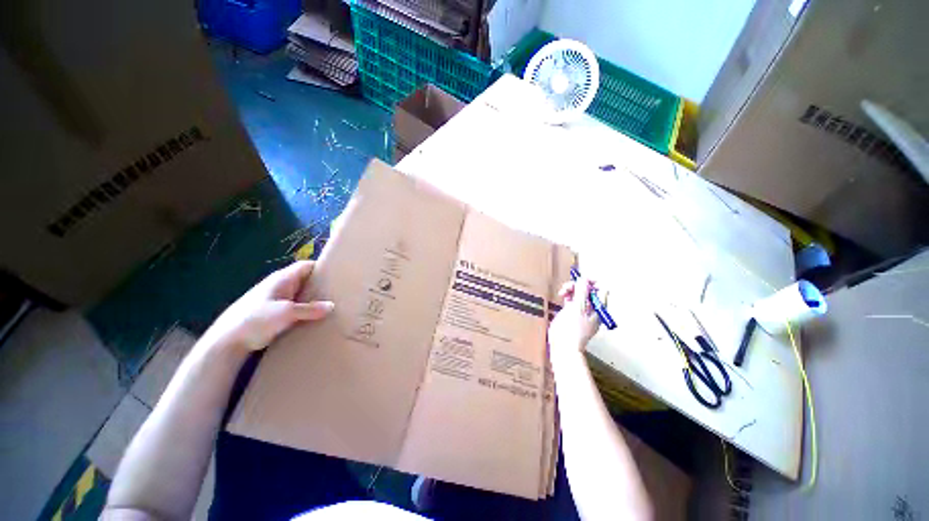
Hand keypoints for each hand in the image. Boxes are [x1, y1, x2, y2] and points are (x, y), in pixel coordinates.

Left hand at [201, 261, 333, 354]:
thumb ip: (310, 309)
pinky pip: (298, 307)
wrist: (228, 341)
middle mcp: (281, 286)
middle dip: (322, 284)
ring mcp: (278, 300)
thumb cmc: (255, 319)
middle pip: (306, 280)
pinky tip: (317, 317)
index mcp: (282, 278)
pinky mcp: (276, 313)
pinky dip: (308, 309)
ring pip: (302, 294)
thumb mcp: (286, 313)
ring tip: (334, 304)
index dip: (322, 267)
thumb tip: (332, 306)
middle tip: (341, 291)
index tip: (339, 273)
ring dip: (315, 299)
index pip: (307, 266)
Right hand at [548, 278, 601, 355]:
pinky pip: (571, 299)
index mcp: (598, 308)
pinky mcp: (570, 313)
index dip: (592, 282)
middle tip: (568, 287)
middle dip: (578, 285)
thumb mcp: (578, 307)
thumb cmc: (573, 328)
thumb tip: (584, 279)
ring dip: (571, 289)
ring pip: (578, 293)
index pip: (600, 289)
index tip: (581, 280)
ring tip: (563, 292)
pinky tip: (561, 295)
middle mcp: (591, 308)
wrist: (563, 345)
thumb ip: (582, 292)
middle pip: (587, 290)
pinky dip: (567, 295)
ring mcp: (580, 310)